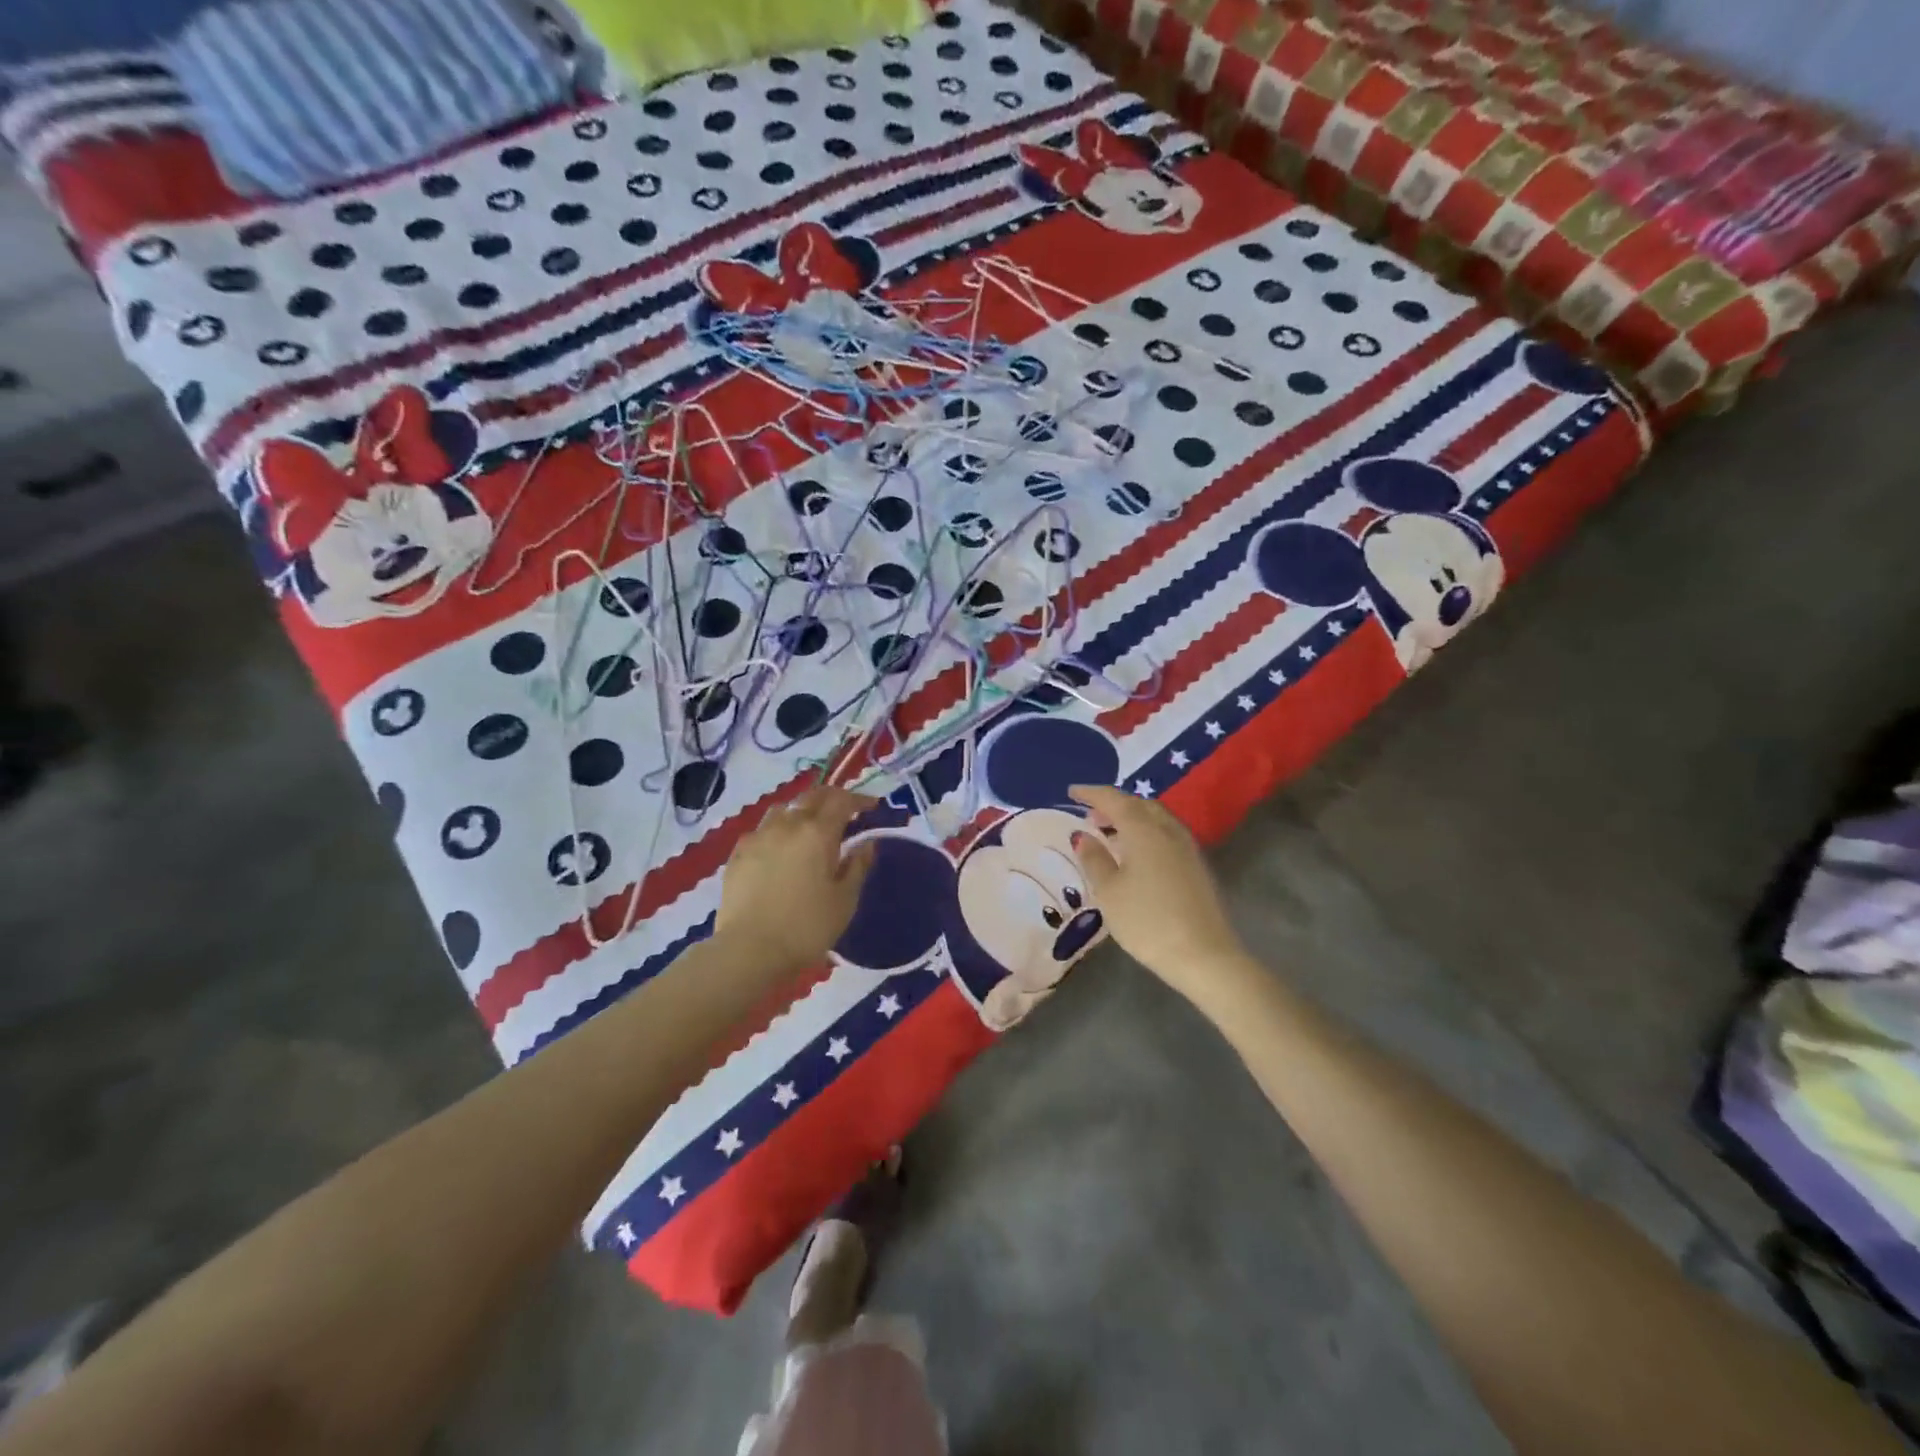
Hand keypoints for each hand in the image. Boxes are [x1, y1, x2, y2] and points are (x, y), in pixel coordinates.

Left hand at [717, 786, 877, 974]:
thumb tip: (866, 843)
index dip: (859, 799)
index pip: (842, 801)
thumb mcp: (844, 900)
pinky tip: (779, 847)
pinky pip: (762, 829)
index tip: (872, 806)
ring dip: (802, 810)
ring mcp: (758, 836)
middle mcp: (787, 825)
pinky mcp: (738, 853)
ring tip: (809, 826)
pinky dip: (777, 830)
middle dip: (832, 798)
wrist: (749, 950)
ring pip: (784, 809)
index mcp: (818, 833)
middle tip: (845, 809)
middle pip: (812, 797)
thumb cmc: (806, 927)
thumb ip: (857, 866)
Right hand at [1069, 785, 1247, 1003]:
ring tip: (1110, 833)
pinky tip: (1136, 853)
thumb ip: (1094, 859)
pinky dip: (1146, 832)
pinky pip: (1166, 834)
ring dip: (1132, 818)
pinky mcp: (1196, 865)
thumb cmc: (1147, 921)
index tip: (1072, 791)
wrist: (1204, 955)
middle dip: (1113, 804)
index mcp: (1143, 829)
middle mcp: (1167, 830)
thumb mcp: (1109, 892)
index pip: (1114, 800)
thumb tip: (1083, 835)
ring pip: (1156, 818)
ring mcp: (1186, 847)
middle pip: (1139, 804)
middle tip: (1091, 815)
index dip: (1092, 793)